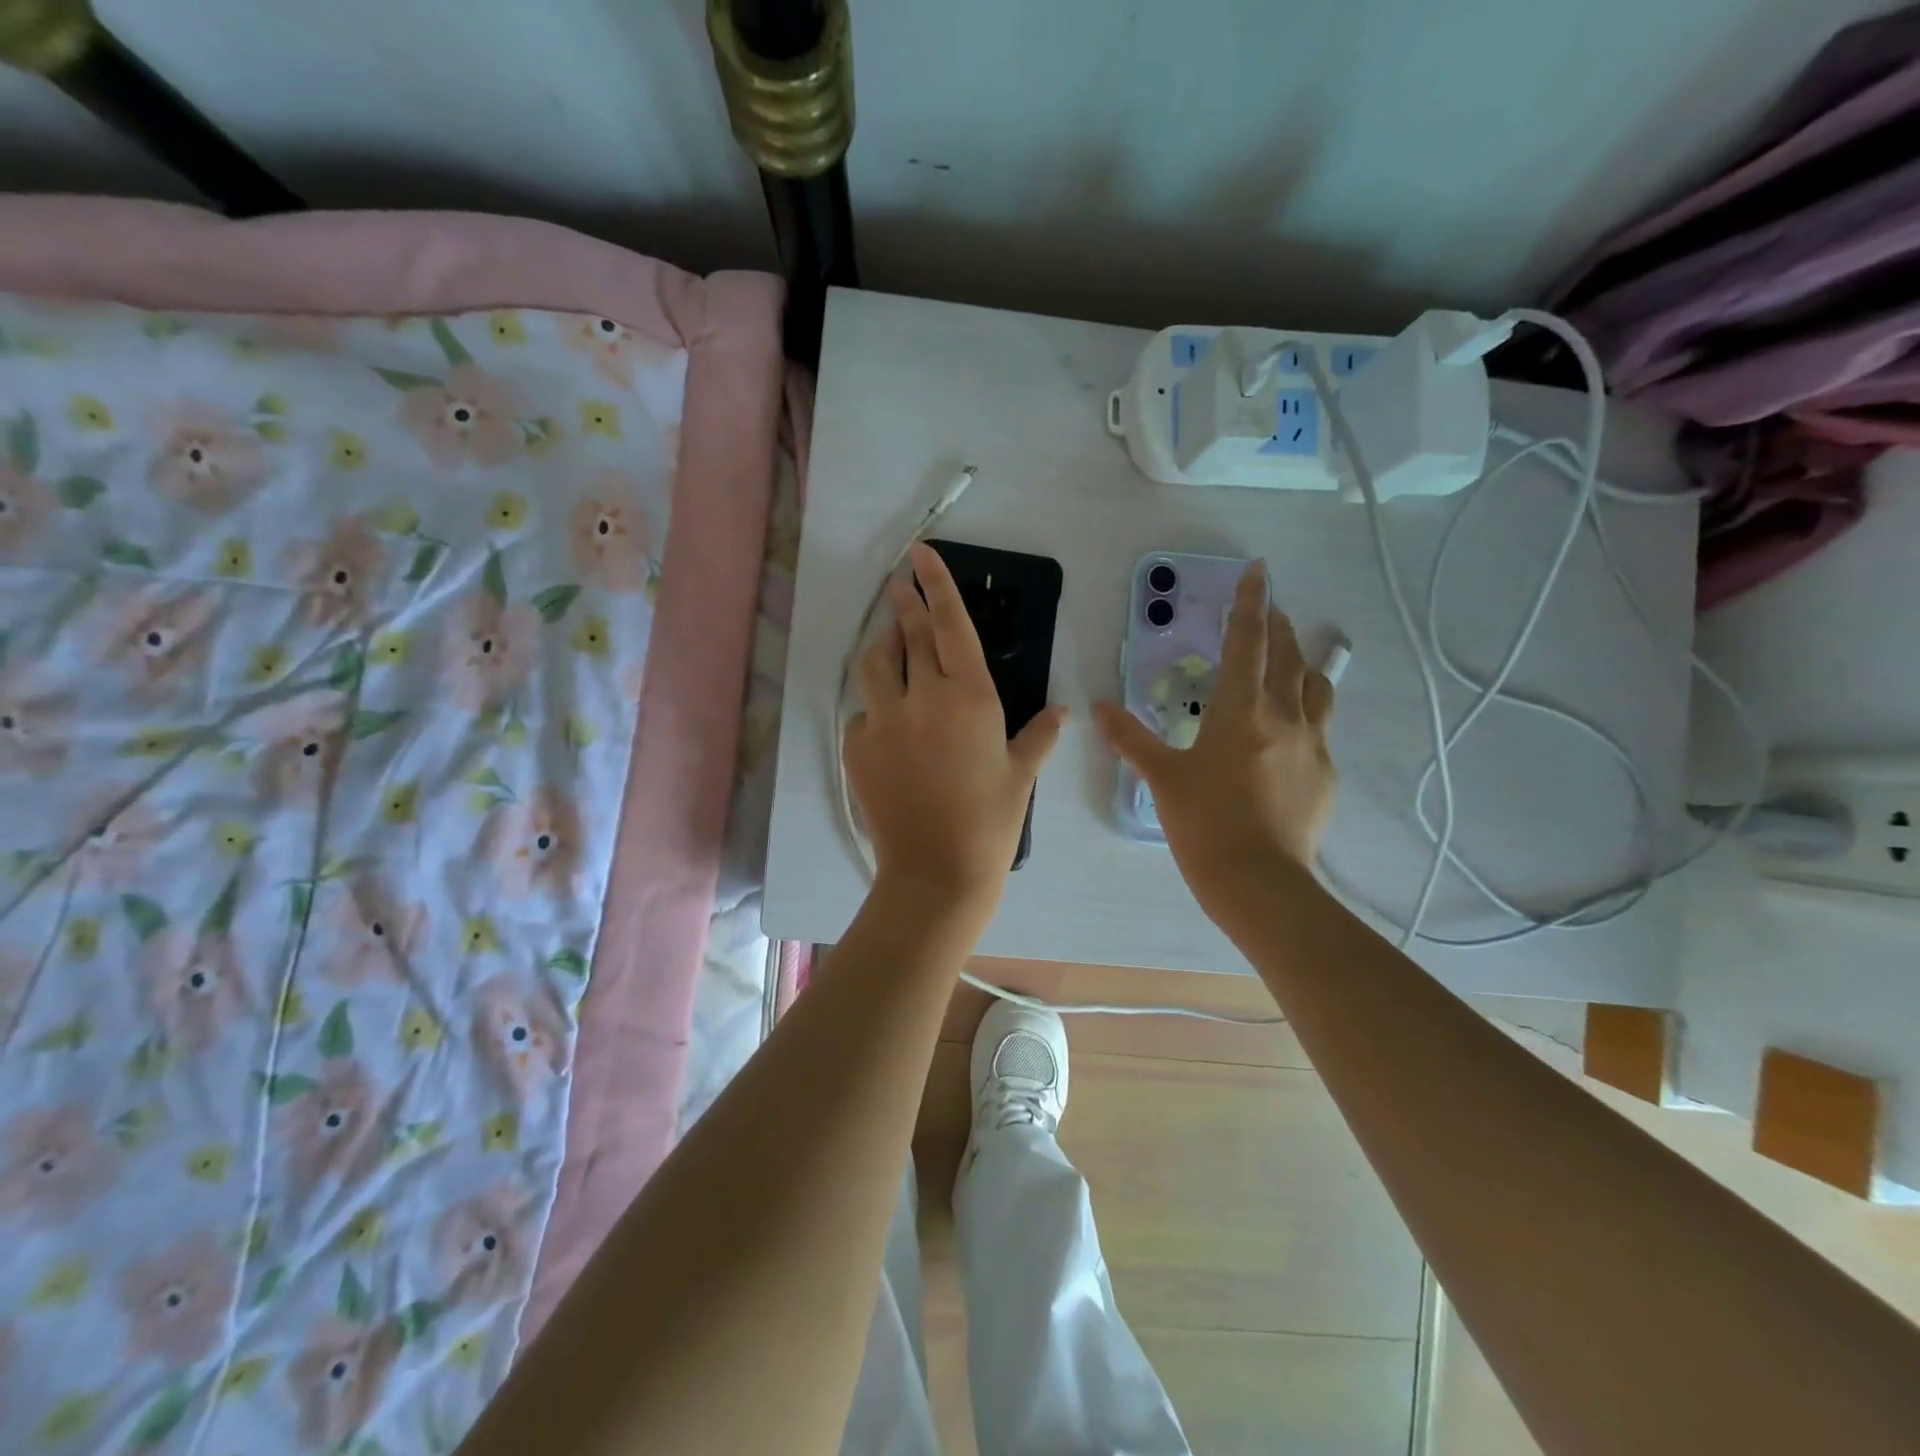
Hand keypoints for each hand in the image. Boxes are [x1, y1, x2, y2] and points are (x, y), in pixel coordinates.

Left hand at [845, 542, 1067, 901]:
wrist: (936, 872)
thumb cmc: (991, 822)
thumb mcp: (1021, 775)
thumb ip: (1040, 735)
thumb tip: (1064, 710)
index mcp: (969, 697)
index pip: (950, 624)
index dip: (936, 584)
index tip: (920, 554)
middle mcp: (923, 697)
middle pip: (908, 634)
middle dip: (903, 602)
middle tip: (898, 582)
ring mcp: (883, 721)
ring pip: (873, 665)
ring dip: (882, 647)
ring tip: (889, 644)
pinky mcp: (857, 747)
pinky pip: (864, 714)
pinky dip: (876, 711)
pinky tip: (889, 728)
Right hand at [1094, 561, 1335, 915]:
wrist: (1258, 882)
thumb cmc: (1203, 823)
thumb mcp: (1161, 777)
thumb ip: (1130, 738)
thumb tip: (1099, 707)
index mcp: (1239, 709)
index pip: (1247, 641)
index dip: (1250, 602)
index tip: (1258, 570)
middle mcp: (1283, 715)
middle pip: (1287, 655)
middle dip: (1277, 625)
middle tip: (1270, 609)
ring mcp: (1312, 744)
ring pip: (1316, 687)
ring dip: (1303, 664)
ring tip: (1292, 660)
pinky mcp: (1326, 774)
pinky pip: (1321, 729)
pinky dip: (1307, 713)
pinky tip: (1292, 732)